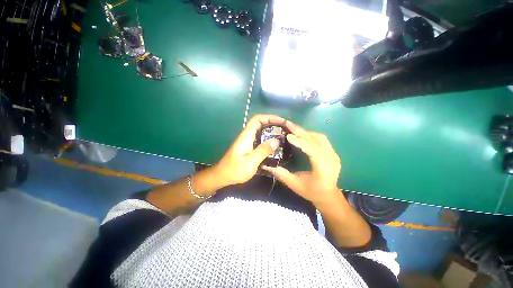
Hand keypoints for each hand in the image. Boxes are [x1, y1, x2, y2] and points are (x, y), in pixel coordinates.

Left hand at [213, 114, 286, 185]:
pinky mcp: (248, 147)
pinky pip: (260, 139)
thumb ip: (263, 150)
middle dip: (272, 123)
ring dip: (271, 131)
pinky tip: (275, 145)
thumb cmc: (235, 170)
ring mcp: (247, 142)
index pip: (257, 119)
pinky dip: (268, 139)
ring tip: (283, 135)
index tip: (281, 121)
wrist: (222, 177)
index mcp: (246, 136)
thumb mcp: (251, 161)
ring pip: (260, 131)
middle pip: (260, 123)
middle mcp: (246, 136)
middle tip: (285, 128)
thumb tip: (276, 140)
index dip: (269, 117)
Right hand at [262, 121, 341, 206]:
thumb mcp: (295, 185)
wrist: (329, 195)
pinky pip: (321, 139)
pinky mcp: (333, 152)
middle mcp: (331, 159)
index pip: (313, 151)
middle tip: (287, 124)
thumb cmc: (312, 192)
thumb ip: (282, 174)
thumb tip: (267, 166)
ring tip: (292, 128)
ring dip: (305, 132)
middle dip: (301, 131)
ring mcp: (334, 154)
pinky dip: (310, 134)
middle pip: (316, 140)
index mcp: (323, 169)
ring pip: (319, 137)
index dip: (301, 142)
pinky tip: (301, 134)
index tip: (288, 136)